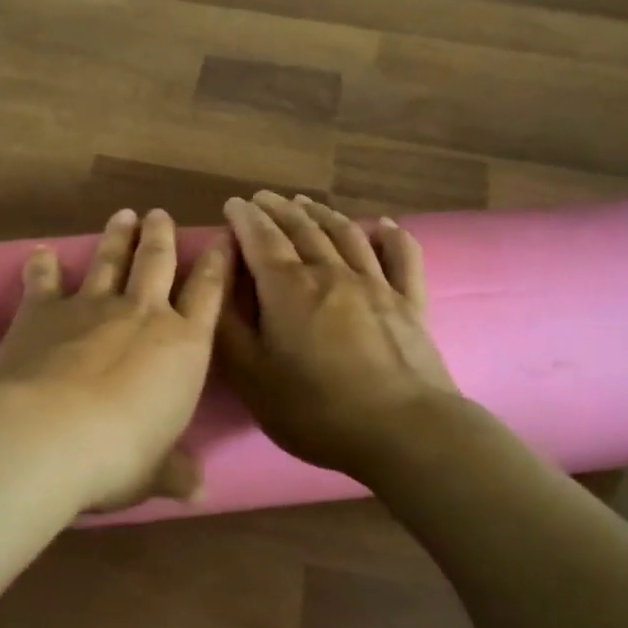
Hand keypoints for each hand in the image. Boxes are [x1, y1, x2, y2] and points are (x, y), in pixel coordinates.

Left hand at [0, 208, 227, 510]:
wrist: (49, 433)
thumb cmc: (119, 456)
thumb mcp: (155, 473)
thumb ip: (176, 472)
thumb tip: (199, 492)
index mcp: (183, 346)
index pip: (209, 295)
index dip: (217, 264)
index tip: (221, 239)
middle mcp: (142, 314)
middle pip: (157, 262)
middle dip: (162, 236)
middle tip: (160, 214)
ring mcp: (90, 306)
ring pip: (110, 260)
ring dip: (117, 237)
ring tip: (124, 215)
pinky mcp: (43, 311)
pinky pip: (43, 282)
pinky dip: (41, 266)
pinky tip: (38, 253)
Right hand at [218, 191, 461, 484]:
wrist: (402, 430)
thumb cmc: (315, 409)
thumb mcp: (252, 378)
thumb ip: (228, 327)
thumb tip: (217, 284)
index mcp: (288, 288)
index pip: (261, 239)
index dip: (244, 218)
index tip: (233, 204)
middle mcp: (330, 273)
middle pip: (302, 229)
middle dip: (278, 209)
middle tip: (264, 198)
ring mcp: (375, 284)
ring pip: (345, 235)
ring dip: (322, 214)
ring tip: (306, 203)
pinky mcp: (410, 303)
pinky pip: (401, 258)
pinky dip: (391, 236)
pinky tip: (384, 225)